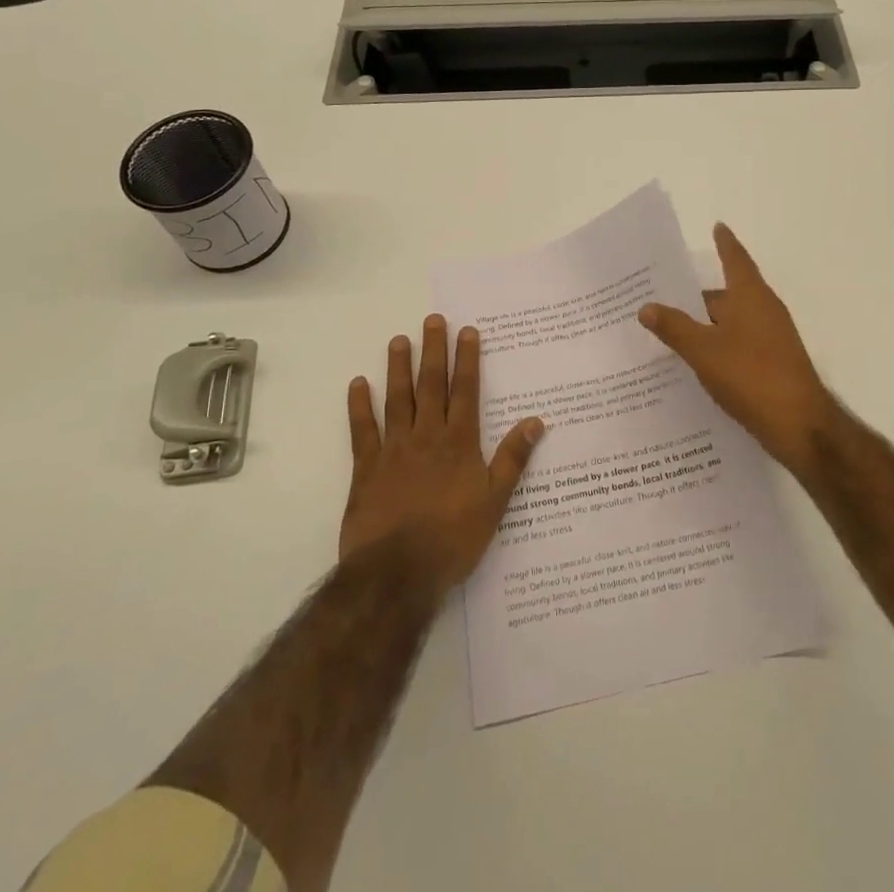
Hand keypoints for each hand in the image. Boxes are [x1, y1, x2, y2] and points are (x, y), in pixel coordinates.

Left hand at [339, 315, 545, 592]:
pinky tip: (357, 384)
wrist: (397, 573)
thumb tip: (536, 421)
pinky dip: (359, 406)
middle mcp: (427, 436)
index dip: (467, 359)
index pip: (465, 391)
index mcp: (459, 442)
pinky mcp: (366, 468)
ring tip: (398, 340)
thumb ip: (513, 459)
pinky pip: (362, 430)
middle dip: (434, 351)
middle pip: (431, 385)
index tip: (467, 331)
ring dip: (398, 368)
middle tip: (432, 320)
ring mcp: (393, 449)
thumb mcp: (494, 501)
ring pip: (397, 399)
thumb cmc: (453, 538)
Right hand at [638, 223, 841, 474]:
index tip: (717, 226)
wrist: (799, 425)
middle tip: (664, 298)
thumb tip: (646, 306)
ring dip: (707, 325)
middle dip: (698, 297)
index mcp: (751, 296)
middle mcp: (764, 310)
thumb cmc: (750, 375)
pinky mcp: (774, 363)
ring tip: (673, 331)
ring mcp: (772, 338)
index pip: (735, 259)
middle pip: (728, 295)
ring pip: (732, 322)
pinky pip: (739, 343)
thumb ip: (674, 328)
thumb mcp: (703, 351)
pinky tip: (698, 363)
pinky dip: (719, 345)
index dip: (725, 243)